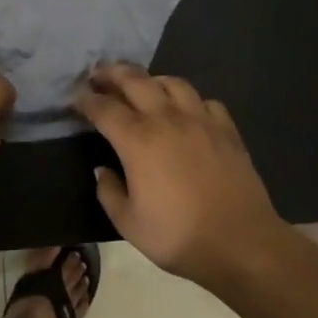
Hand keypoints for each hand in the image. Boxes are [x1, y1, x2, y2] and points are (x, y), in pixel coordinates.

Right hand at [73, 63, 290, 289]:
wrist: (241, 243)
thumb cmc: (178, 236)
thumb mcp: (129, 224)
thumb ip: (109, 192)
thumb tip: (102, 170)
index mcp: (138, 140)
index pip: (104, 108)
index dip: (86, 99)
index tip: (76, 97)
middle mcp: (166, 119)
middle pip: (135, 81)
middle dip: (113, 73)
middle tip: (99, 74)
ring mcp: (200, 120)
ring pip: (172, 82)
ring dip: (151, 79)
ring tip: (143, 86)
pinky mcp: (227, 129)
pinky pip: (205, 101)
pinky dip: (189, 100)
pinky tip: (186, 111)